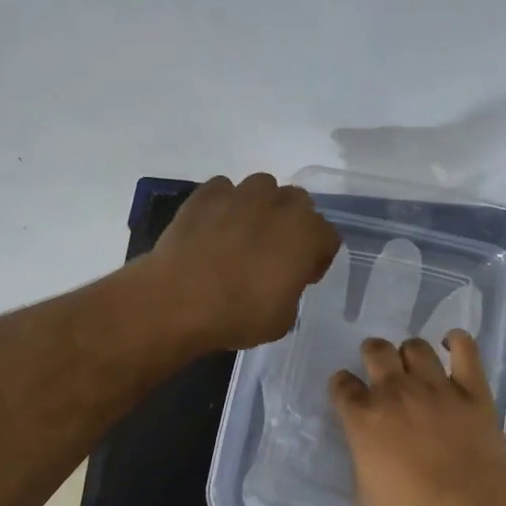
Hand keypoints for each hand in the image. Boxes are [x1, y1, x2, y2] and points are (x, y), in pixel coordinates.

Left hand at [148, 173, 340, 349]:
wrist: (178, 300)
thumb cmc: (239, 314)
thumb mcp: (283, 318)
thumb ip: (292, 289)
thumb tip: (281, 282)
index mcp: (307, 233)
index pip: (328, 236)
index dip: (317, 258)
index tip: (302, 277)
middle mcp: (279, 204)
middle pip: (299, 202)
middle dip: (292, 223)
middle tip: (275, 253)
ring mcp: (240, 194)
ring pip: (263, 187)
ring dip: (261, 206)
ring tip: (244, 234)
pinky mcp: (205, 194)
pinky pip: (224, 189)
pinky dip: (224, 203)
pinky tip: (214, 227)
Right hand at [329, 331, 505, 505]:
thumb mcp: (366, 498)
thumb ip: (359, 465)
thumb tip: (362, 452)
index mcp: (364, 417)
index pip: (342, 385)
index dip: (342, 385)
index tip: (347, 392)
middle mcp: (395, 391)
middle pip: (376, 350)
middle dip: (373, 353)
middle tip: (379, 367)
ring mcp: (435, 385)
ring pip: (416, 346)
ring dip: (411, 352)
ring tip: (414, 365)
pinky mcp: (471, 387)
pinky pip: (465, 349)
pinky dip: (458, 341)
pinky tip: (453, 344)